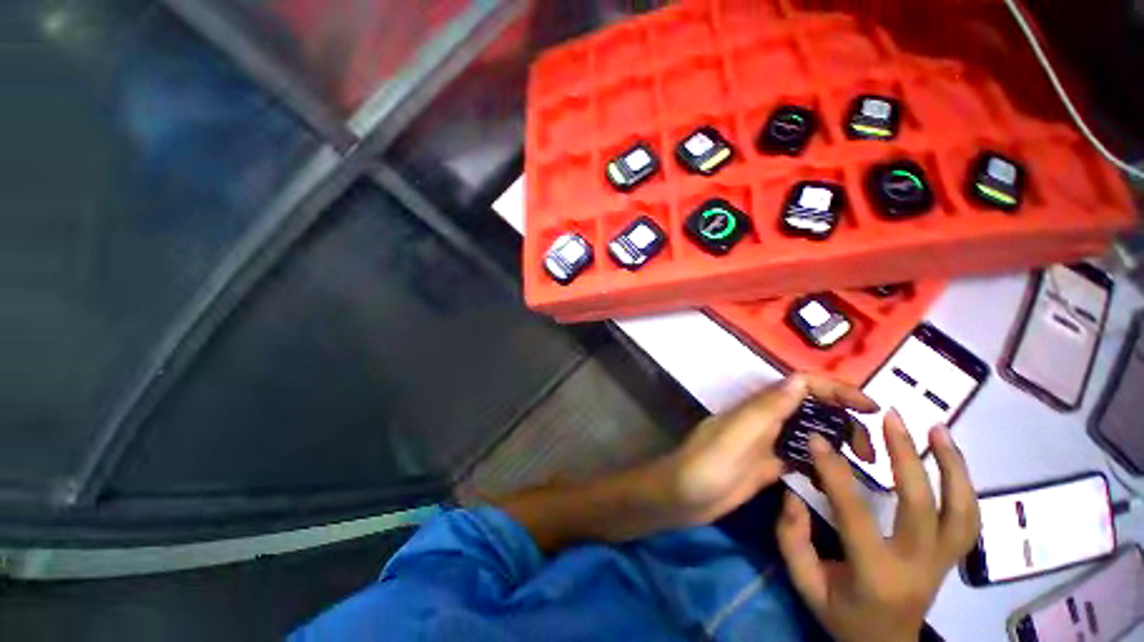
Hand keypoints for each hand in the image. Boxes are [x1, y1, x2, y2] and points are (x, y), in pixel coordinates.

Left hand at [659, 374, 877, 526]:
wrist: (682, 497)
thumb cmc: (705, 465)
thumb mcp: (735, 436)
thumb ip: (764, 410)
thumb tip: (799, 379)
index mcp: (757, 409)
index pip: (801, 386)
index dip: (835, 389)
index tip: (870, 408)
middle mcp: (764, 421)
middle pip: (810, 408)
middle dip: (843, 419)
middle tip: (870, 450)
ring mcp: (766, 444)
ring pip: (808, 432)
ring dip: (835, 441)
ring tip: (864, 463)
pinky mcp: (767, 466)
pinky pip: (800, 458)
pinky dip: (820, 462)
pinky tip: (838, 478)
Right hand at [776, 411, 980, 641]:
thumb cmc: (843, 617)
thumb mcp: (806, 584)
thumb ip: (792, 539)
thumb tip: (792, 494)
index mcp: (876, 574)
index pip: (855, 513)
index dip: (835, 472)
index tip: (819, 438)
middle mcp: (918, 565)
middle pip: (921, 505)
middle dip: (906, 456)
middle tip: (890, 417)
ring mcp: (943, 562)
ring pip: (961, 511)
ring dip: (953, 466)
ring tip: (937, 428)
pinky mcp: (952, 557)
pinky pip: (968, 519)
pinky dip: (964, 484)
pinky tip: (951, 457)